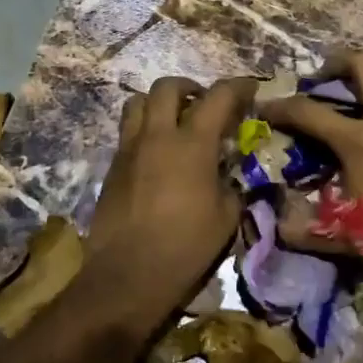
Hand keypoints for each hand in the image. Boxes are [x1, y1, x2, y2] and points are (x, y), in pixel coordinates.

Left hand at [87, 75, 255, 305]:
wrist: (128, 275)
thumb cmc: (185, 247)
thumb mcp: (226, 217)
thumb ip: (230, 185)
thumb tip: (228, 175)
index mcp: (192, 144)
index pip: (219, 97)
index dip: (239, 86)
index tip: (250, 89)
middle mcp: (157, 136)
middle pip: (168, 87)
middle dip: (190, 88)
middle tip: (204, 104)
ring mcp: (129, 149)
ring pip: (137, 102)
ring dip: (159, 103)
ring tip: (173, 122)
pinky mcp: (112, 167)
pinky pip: (128, 133)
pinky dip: (144, 131)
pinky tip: (157, 155)